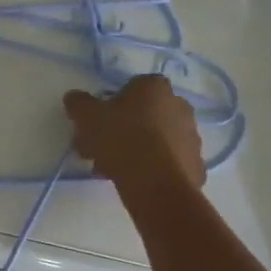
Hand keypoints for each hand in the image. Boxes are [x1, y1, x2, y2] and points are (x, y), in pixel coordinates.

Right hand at [63, 75, 203, 188]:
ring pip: (156, 139)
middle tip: (101, 148)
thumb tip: (74, 97)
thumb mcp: (87, 116)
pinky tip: (134, 180)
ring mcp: (191, 136)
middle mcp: (179, 106)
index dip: (112, 104)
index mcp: (155, 87)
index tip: (99, 122)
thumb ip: (79, 103)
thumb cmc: (120, 138)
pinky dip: (153, 168)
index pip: (131, 88)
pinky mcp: (196, 164)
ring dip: (136, 150)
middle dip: (123, 129)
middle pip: (144, 114)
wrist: (155, 183)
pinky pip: (168, 162)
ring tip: (112, 169)